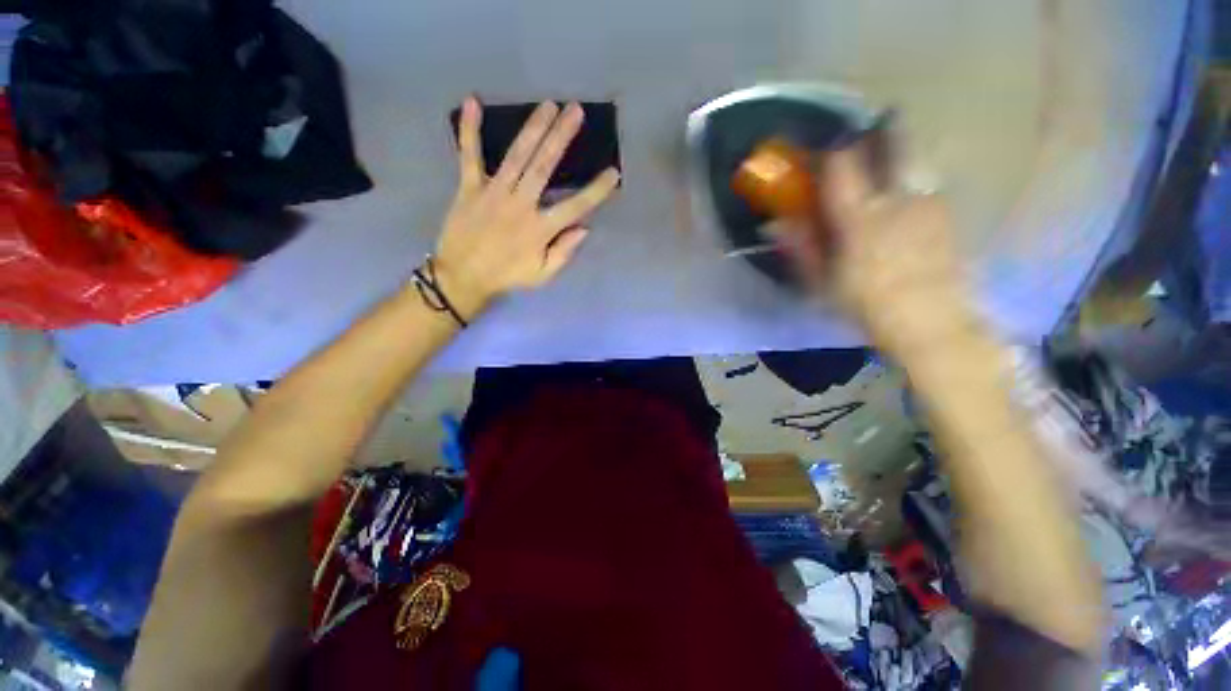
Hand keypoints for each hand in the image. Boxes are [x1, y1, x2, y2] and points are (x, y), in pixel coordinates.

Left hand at [431, 98, 620, 318]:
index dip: (597, 190)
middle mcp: (520, 204)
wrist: (463, 277)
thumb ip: (564, 252)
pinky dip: (469, 130)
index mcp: (540, 229)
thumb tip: (585, 228)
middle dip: (562, 137)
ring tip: (548, 105)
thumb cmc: (508, 276)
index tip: (613, 173)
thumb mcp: (543, 275)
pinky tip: (472, 102)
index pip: (576, 206)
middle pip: (544, 166)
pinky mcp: (469, 188)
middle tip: (575, 111)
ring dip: (533, 128)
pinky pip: (469, 156)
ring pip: (517, 155)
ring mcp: (494, 193)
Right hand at [778, 144, 972, 357]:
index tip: (823, 150)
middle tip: (870, 133)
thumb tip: (775, 225)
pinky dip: (914, 187)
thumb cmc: (867, 305)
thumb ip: (801, 248)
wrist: (932, 324)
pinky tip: (908, 207)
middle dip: (881, 132)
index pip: (844, 165)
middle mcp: (899, 200)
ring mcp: (929, 204)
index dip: (832, 150)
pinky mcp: (948, 215)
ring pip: (914, 163)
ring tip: (889, 176)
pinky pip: (927, 187)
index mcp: (861, 217)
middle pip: (895, 144)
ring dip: (900, 160)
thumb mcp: (822, 283)